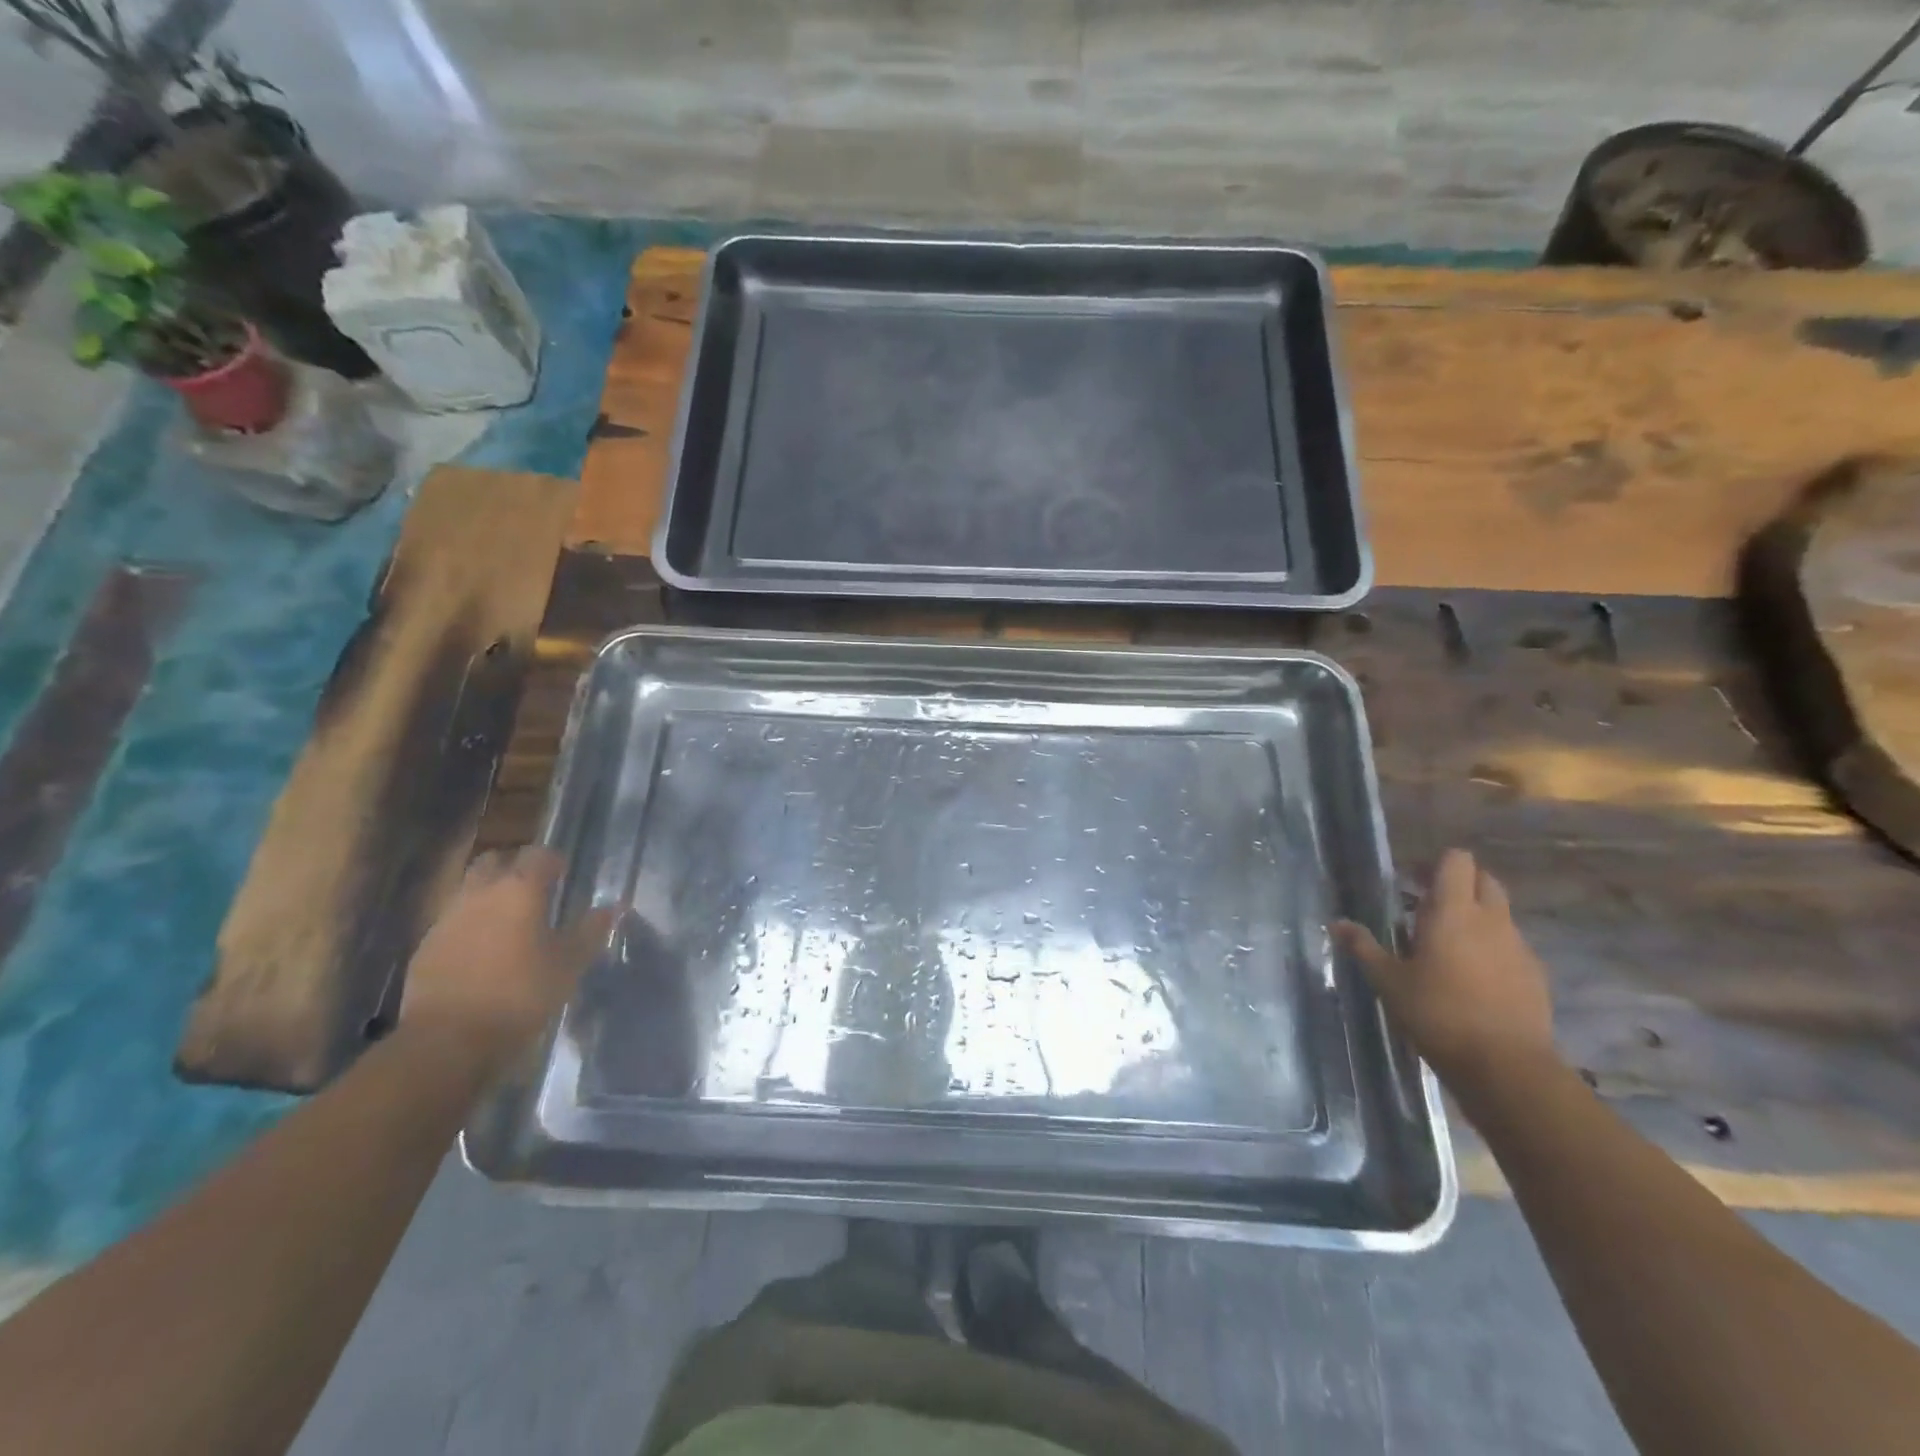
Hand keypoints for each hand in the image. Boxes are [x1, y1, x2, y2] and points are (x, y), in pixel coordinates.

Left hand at [400, 847, 611, 1073]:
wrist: (448, 1040)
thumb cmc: (520, 994)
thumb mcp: (569, 965)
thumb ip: (590, 931)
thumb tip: (611, 907)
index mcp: (519, 890)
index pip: (538, 854)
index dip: (553, 860)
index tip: (565, 874)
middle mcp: (480, 893)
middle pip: (495, 860)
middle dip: (514, 867)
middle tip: (534, 890)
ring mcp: (447, 918)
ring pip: (469, 889)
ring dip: (489, 896)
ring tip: (509, 921)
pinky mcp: (426, 946)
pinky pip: (452, 921)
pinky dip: (469, 925)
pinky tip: (483, 951)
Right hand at [1334, 848, 1557, 1085]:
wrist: (1507, 1067)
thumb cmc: (1438, 1013)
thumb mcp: (1388, 981)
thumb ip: (1363, 947)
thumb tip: (1336, 923)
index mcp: (1454, 912)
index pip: (1456, 861)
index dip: (1435, 864)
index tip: (1411, 881)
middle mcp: (1492, 920)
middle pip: (1483, 880)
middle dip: (1458, 884)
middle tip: (1426, 907)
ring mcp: (1519, 947)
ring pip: (1499, 914)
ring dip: (1475, 917)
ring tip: (1446, 946)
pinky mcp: (1536, 975)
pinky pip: (1511, 946)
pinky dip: (1492, 948)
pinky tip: (1472, 977)